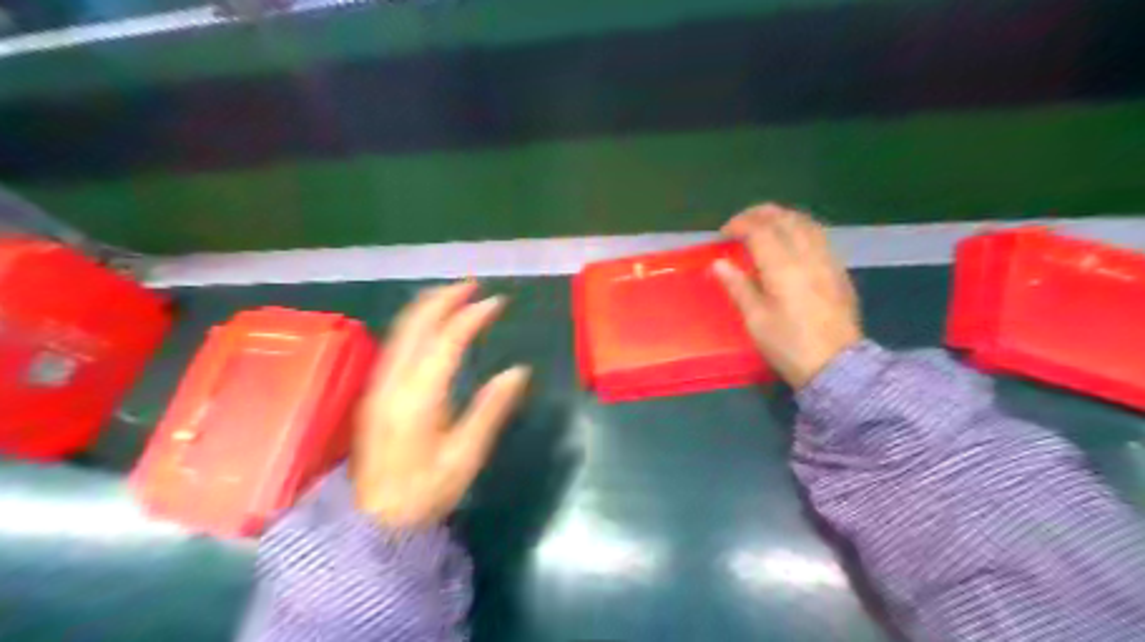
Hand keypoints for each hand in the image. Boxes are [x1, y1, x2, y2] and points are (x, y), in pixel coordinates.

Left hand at [351, 284, 528, 528]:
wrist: (373, 521)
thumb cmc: (426, 491)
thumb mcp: (466, 456)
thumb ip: (491, 410)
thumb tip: (518, 371)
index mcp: (418, 397)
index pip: (447, 340)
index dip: (472, 315)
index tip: (497, 302)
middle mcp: (393, 381)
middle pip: (416, 323)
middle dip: (445, 297)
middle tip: (474, 286)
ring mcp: (379, 384)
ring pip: (401, 329)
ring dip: (428, 306)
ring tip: (456, 296)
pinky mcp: (375, 391)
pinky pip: (396, 342)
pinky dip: (417, 322)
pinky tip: (431, 324)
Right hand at [712, 204, 863, 389]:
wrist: (836, 365)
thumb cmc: (789, 345)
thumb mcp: (756, 320)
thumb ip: (738, 287)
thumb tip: (718, 263)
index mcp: (783, 267)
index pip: (760, 230)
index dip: (739, 225)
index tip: (724, 234)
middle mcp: (807, 255)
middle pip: (785, 219)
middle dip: (760, 214)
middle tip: (741, 224)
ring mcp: (827, 260)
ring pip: (806, 223)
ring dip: (782, 217)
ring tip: (765, 226)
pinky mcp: (839, 271)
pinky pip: (819, 236)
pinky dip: (800, 228)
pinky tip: (792, 241)